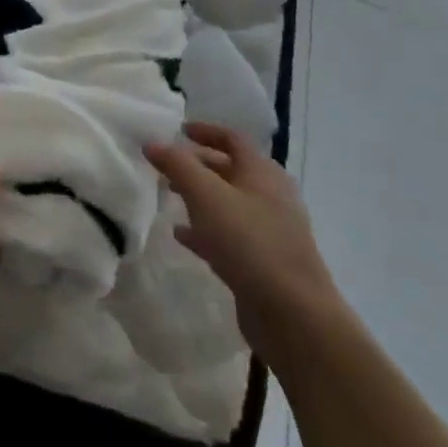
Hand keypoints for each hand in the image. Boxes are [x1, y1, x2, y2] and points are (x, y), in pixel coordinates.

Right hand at [146, 123, 345, 362]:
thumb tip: (153, 142)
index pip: (232, 138)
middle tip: (165, 166)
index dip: (205, 131)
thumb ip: (177, 165)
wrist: (295, 315)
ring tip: (168, 196)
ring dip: (199, 197)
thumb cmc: (249, 243)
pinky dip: (205, 229)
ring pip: (228, 203)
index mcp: (262, 173)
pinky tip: (182, 236)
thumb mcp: (206, 196)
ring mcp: (270, 231)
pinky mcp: (264, 262)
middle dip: (198, 165)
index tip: (178, 130)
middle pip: (230, 170)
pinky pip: (230, 235)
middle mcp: (270, 196)